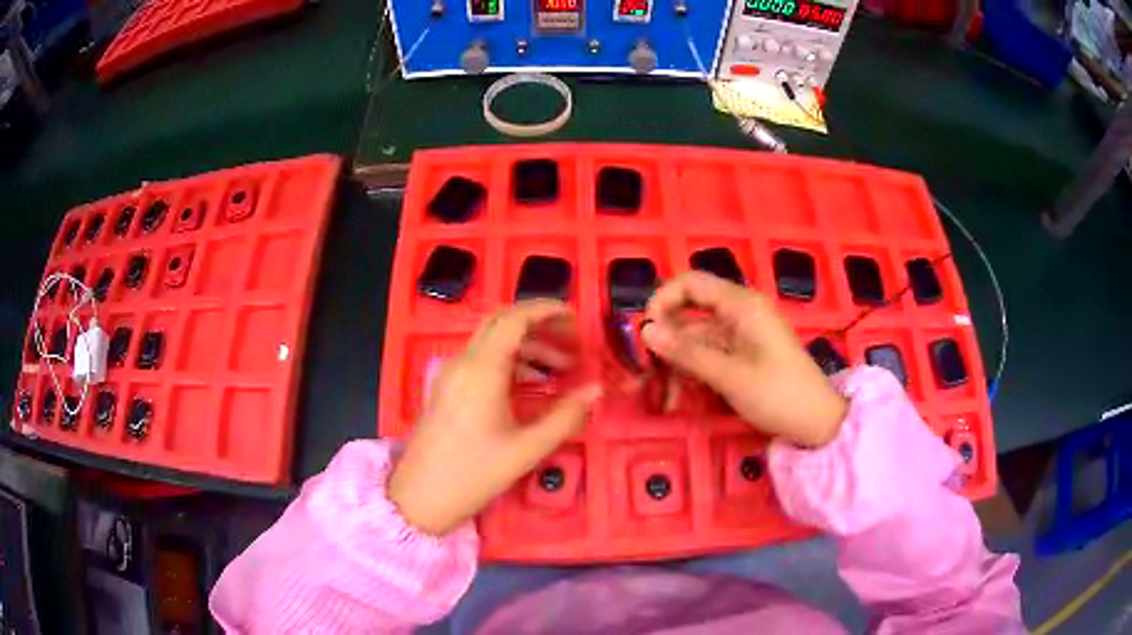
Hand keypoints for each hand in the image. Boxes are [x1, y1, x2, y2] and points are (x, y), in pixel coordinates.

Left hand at [388, 300, 601, 535]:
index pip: (515, 318)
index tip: (576, 318)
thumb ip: (565, 416)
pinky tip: (533, 386)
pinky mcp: (447, 389)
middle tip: (574, 343)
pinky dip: (511, 363)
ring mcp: (452, 374)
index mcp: (482, 369)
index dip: (547, 310)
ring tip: (562, 370)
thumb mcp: (526, 449)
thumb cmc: (473, 473)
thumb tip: (595, 390)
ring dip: (528, 347)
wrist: (419, 497)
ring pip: (493, 342)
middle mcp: (464, 362)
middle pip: (503, 324)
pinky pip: (482, 361)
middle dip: (541, 326)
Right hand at [641, 272, 846, 446]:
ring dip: (677, 363)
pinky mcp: (743, 355)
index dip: (663, 300)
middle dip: (665, 340)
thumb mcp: (728, 375)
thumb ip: (686, 352)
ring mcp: (741, 335)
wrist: (816, 422)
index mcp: (741, 304)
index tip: (645, 332)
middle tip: (646, 373)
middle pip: (689, 313)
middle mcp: (739, 312)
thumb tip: (645, 330)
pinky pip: (709, 354)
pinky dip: (693, 371)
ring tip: (662, 397)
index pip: (691, 283)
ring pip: (696, 338)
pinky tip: (678, 395)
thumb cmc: (777, 394)